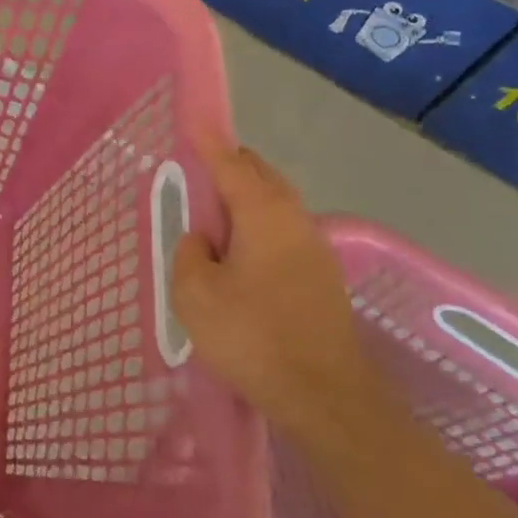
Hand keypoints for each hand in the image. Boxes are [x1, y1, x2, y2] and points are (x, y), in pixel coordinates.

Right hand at [172, 142, 381, 439]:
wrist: (326, 398)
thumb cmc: (253, 337)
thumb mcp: (195, 294)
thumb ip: (191, 253)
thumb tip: (204, 240)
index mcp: (263, 214)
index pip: (230, 163)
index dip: (209, 141)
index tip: (195, 119)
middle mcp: (295, 220)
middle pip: (261, 175)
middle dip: (230, 165)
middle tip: (198, 173)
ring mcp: (316, 249)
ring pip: (277, 203)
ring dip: (246, 197)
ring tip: (215, 215)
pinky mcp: (323, 277)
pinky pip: (285, 230)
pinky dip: (260, 224)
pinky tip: (242, 252)